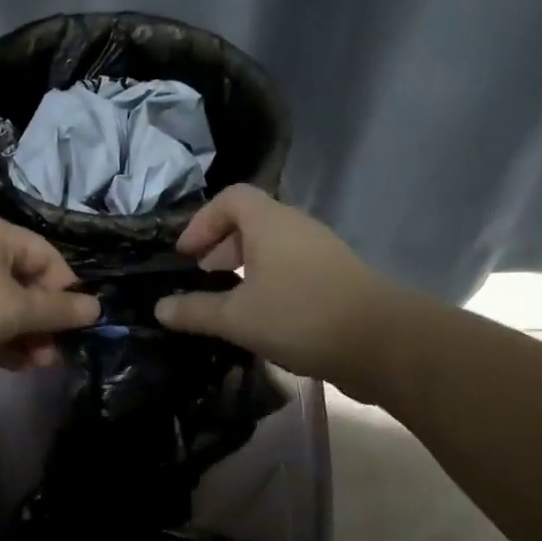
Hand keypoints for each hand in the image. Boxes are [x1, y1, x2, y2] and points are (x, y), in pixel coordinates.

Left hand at [0, 212, 100, 391]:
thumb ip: (58, 310)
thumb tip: (96, 308)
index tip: (78, 323)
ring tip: (42, 365)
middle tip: (59, 351)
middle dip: (45, 318)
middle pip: (25, 281)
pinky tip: (18, 365)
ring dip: (26, 335)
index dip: (66, 288)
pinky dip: (1, 340)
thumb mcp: (15, 309)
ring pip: (3, 305)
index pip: (46, 255)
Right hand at [153, 185, 394, 388]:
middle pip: (250, 221)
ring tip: (227, 302)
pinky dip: (267, 282)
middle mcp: (296, 227)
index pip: (230, 198)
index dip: (202, 221)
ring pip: (272, 247)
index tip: (185, 255)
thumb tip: (159, 308)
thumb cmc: (300, 316)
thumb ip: (195, 311)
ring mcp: (321, 252)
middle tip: (201, 279)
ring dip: (244, 267)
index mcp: (270, 222)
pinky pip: (290, 268)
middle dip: (220, 247)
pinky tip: (260, 319)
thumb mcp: (237, 317)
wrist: (382, 343)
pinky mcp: (336, 278)